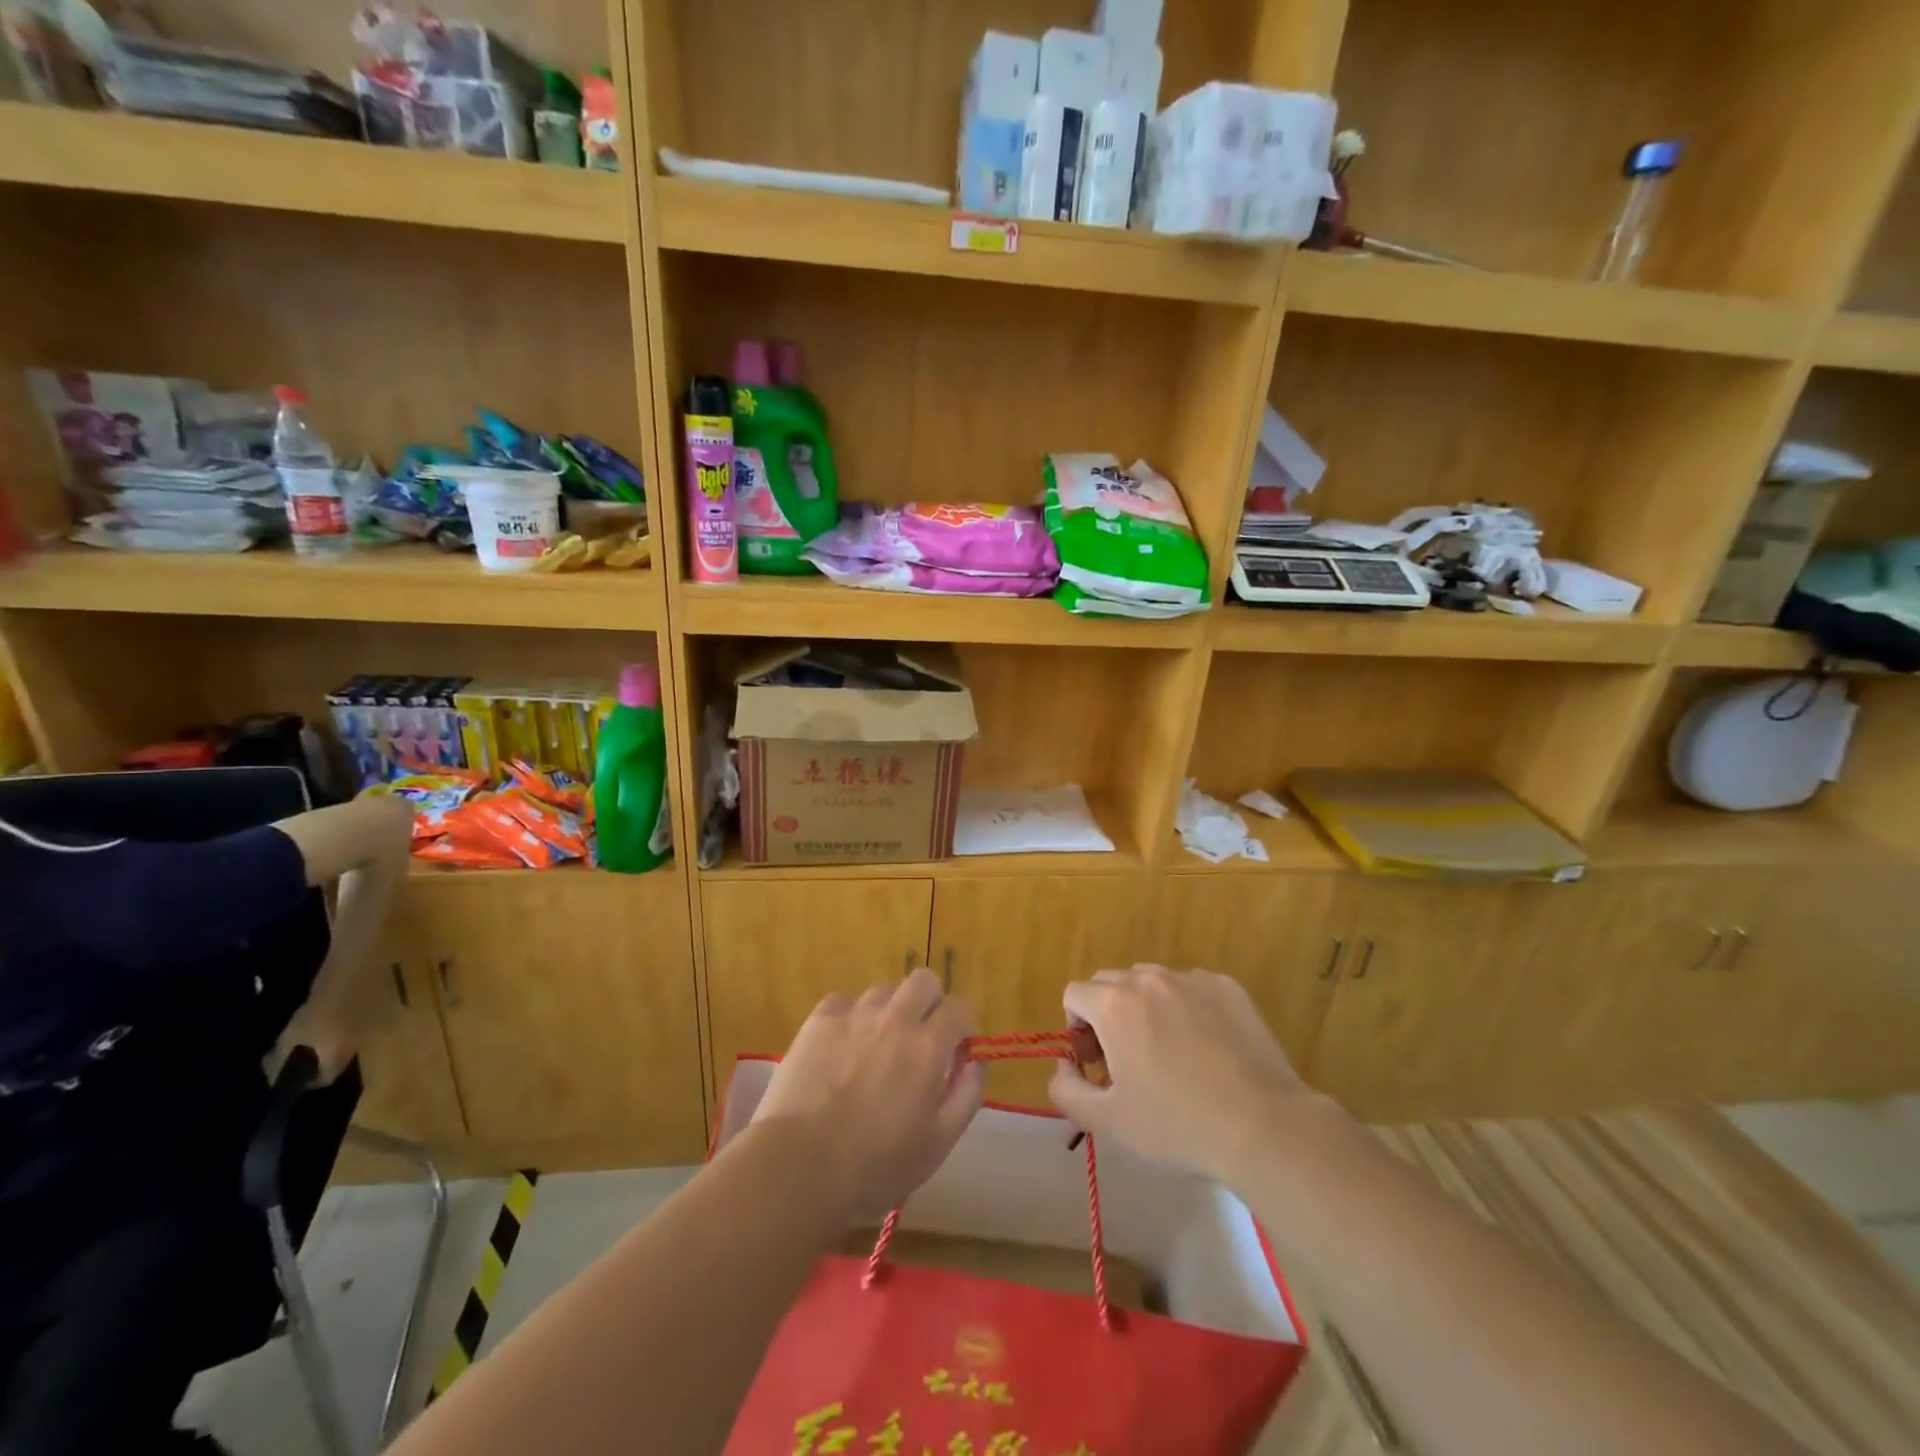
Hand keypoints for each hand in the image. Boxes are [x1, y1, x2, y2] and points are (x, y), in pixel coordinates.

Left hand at [754, 968, 985, 1215]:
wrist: (799, 1164)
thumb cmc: (875, 1165)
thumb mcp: (938, 1144)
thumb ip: (966, 1096)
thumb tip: (975, 1063)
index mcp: (928, 1045)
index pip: (959, 1007)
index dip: (962, 1027)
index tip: (954, 1051)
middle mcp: (895, 1017)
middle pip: (923, 980)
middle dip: (930, 1003)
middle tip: (920, 1039)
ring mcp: (854, 1014)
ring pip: (884, 990)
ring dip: (889, 1010)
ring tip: (876, 1046)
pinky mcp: (819, 1020)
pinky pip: (843, 1002)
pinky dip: (850, 1018)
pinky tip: (841, 1047)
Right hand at [1048, 964, 1335, 1184]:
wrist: (1263, 1126)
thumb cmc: (1177, 1124)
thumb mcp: (1107, 1122)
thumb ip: (1065, 1090)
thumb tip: (1064, 1065)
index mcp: (1114, 1004)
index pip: (1075, 994)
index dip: (1077, 1029)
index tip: (1098, 1065)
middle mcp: (1149, 978)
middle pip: (1109, 982)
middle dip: (1107, 1015)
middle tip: (1128, 1061)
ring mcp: (1191, 979)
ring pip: (1150, 982)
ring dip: (1145, 1008)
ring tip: (1169, 1053)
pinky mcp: (1227, 987)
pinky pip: (1190, 987)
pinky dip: (1185, 1008)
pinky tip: (1206, 1049)